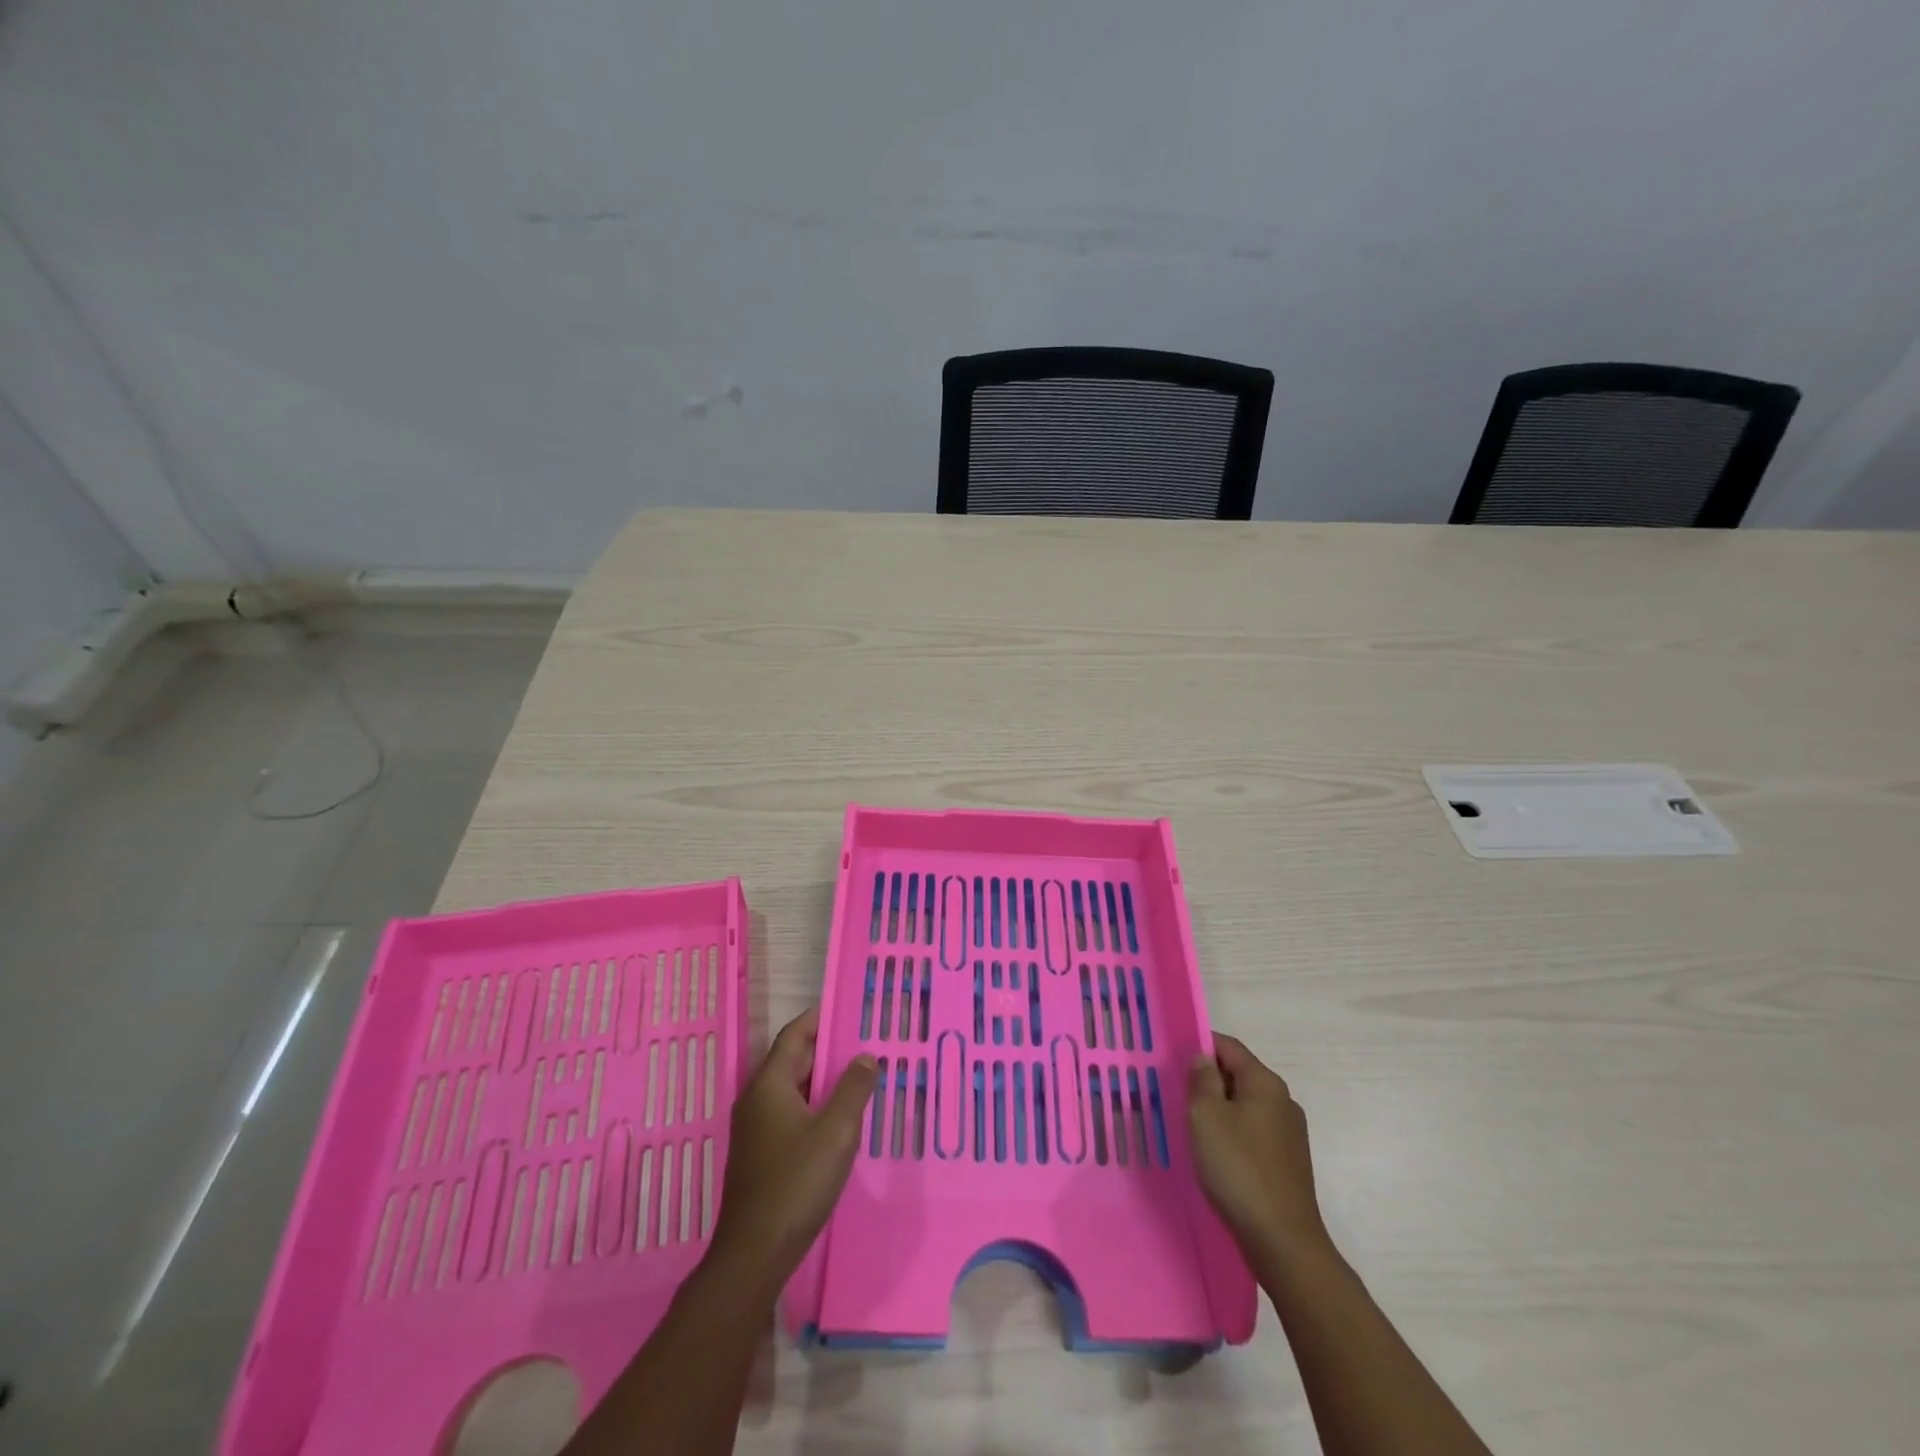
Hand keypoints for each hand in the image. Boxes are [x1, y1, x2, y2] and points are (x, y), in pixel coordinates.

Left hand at [709, 1008, 876, 1288]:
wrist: (754, 1253)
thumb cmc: (796, 1183)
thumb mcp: (836, 1132)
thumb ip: (853, 1089)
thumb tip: (865, 1056)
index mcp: (769, 1085)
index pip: (794, 1036)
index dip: (819, 1019)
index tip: (847, 1008)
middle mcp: (756, 1099)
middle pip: (792, 1060)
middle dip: (825, 1048)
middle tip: (862, 1041)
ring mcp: (755, 1128)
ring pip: (791, 1089)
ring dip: (821, 1079)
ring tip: (857, 1076)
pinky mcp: (759, 1153)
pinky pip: (789, 1112)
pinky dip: (813, 1104)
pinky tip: (838, 1118)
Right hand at [1188, 1033, 1332, 1262]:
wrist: (1282, 1242)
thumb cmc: (1239, 1169)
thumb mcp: (1206, 1115)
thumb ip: (1202, 1079)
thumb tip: (1203, 1058)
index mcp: (1265, 1083)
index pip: (1229, 1046)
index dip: (1200, 1044)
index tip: (1172, 1056)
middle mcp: (1283, 1101)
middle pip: (1238, 1074)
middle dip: (1207, 1079)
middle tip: (1175, 1092)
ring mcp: (1289, 1133)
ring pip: (1245, 1105)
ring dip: (1219, 1108)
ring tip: (1191, 1124)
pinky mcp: (1288, 1162)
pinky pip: (1253, 1131)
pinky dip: (1232, 1132)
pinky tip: (1215, 1153)